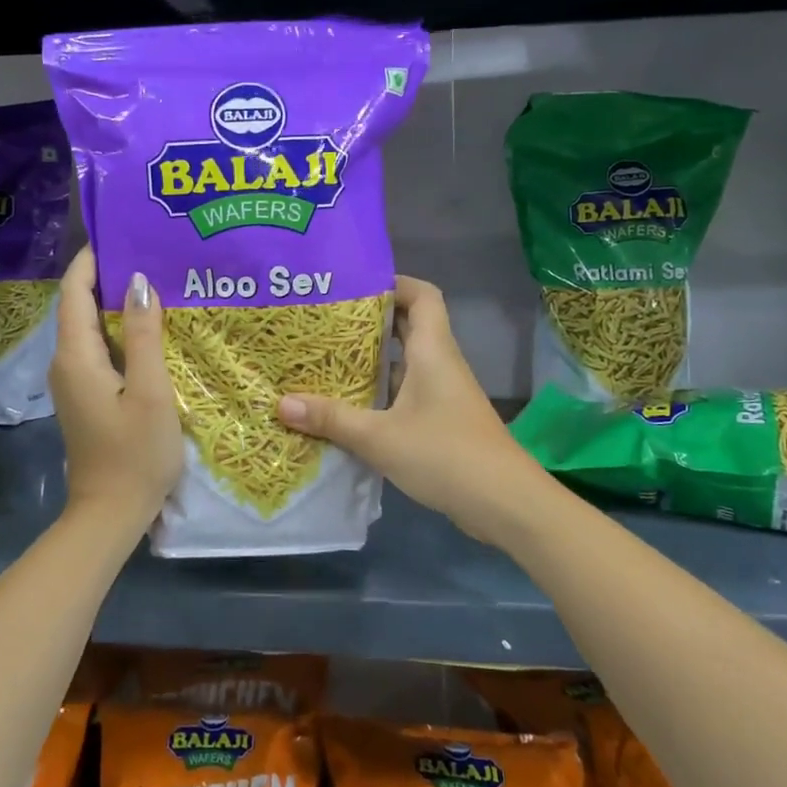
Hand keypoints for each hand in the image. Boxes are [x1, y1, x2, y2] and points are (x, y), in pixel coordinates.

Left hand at [49, 249, 182, 537]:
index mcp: (77, 356)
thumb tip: (138, 281)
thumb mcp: (150, 392)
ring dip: (118, 302)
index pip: (74, 291)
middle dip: (109, 275)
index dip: (92, 259)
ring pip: (91, 326)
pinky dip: (121, 329)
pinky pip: (100, 347)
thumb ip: (145, 336)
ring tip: (157, 280)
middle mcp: (67, 361)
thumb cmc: (136, 453)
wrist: (111, 512)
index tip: (120, 232)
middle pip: (80, 304)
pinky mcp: (87, 393)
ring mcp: (74, 380)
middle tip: (150, 252)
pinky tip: (152, 326)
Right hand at [276, 276, 542, 544]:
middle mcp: (441, 363)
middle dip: (371, 319)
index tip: (352, 286)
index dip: (392, 282)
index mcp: (432, 351)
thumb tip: (281, 404)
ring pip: (407, 360)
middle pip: (410, 324)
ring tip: (329, 358)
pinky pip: (408, 390)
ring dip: (374, 357)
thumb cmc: (445, 455)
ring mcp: (444, 393)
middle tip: (327, 321)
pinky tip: (351, 404)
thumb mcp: (379, 437)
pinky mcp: (443, 420)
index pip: (422, 295)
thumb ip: (332, 418)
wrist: (505, 503)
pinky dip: (382, 390)